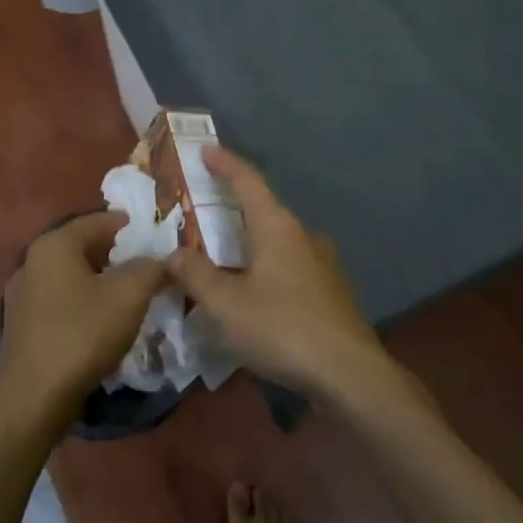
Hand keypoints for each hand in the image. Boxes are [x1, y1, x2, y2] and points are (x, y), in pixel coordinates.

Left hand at [0, 211, 166, 429]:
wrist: (33, 397)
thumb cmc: (82, 334)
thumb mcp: (129, 295)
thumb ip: (150, 268)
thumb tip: (161, 259)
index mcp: (54, 245)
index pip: (96, 221)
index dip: (127, 224)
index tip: (152, 231)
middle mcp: (32, 261)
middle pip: (82, 247)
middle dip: (115, 253)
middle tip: (146, 263)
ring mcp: (22, 294)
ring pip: (70, 275)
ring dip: (99, 279)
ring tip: (129, 292)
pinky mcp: (22, 325)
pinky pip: (60, 300)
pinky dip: (83, 301)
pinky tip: (102, 320)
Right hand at [167, 146, 390, 405]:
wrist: (350, 373)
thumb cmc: (282, 328)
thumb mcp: (226, 304)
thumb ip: (196, 275)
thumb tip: (173, 253)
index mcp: (277, 227)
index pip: (248, 181)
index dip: (225, 163)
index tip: (207, 149)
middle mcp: (302, 235)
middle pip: (262, 209)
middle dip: (233, 206)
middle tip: (203, 209)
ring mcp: (321, 263)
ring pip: (277, 240)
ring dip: (249, 240)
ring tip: (222, 254)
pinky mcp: (330, 290)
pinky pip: (289, 265)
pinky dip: (265, 265)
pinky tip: (253, 290)